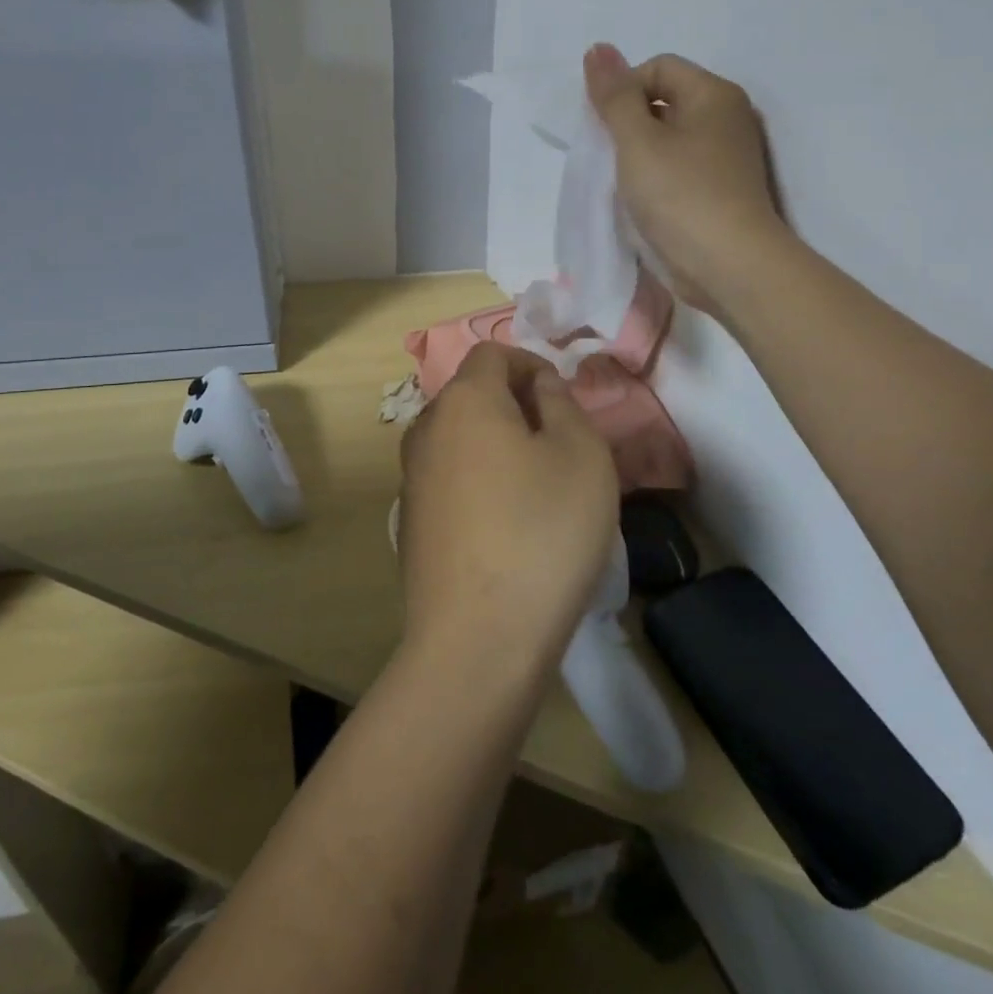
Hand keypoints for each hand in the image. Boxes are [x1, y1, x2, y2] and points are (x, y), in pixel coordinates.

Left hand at [397, 343, 619, 681]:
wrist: (478, 639)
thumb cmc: (542, 532)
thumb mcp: (581, 455)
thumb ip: (561, 403)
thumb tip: (539, 385)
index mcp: (464, 401)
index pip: (493, 354)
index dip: (532, 364)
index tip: (563, 401)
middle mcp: (427, 429)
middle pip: (473, 395)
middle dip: (518, 405)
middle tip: (561, 445)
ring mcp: (412, 478)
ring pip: (461, 439)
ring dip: (500, 446)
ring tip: (540, 488)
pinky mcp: (411, 522)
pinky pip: (451, 480)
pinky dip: (480, 482)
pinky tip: (508, 527)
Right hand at [583, 43, 788, 316]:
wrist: (729, 266)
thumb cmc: (680, 196)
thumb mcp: (637, 141)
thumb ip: (614, 96)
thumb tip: (598, 48)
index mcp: (714, 94)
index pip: (658, 67)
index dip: (623, 91)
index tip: (607, 131)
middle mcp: (728, 117)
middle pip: (665, 101)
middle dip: (630, 124)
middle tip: (611, 159)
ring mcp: (729, 157)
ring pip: (671, 139)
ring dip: (641, 155)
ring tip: (625, 184)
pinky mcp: (723, 190)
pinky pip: (681, 169)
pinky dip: (659, 178)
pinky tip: (645, 203)